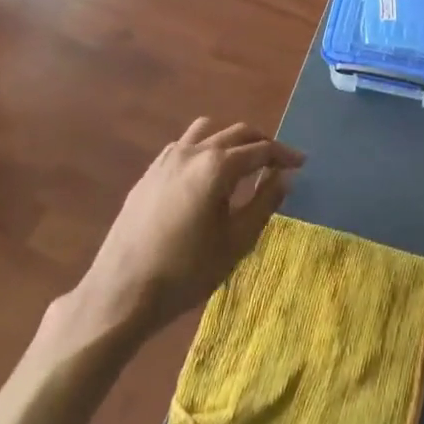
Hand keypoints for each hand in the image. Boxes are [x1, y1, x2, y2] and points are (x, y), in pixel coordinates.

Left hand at [46, 118, 303, 353]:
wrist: (122, 292)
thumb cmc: (186, 271)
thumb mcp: (236, 241)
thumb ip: (264, 202)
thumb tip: (284, 176)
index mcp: (217, 165)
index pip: (260, 149)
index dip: (284, 155)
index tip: (301, 163)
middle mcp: (193, 151)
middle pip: (236, 133)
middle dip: (260, 144)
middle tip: (277, 163)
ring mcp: (167, 158)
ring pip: (208, 131)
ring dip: (230, 140)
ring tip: (242, 164)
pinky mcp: (150, 172)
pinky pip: (184, 146)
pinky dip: (204, 149)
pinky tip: (206, 177)